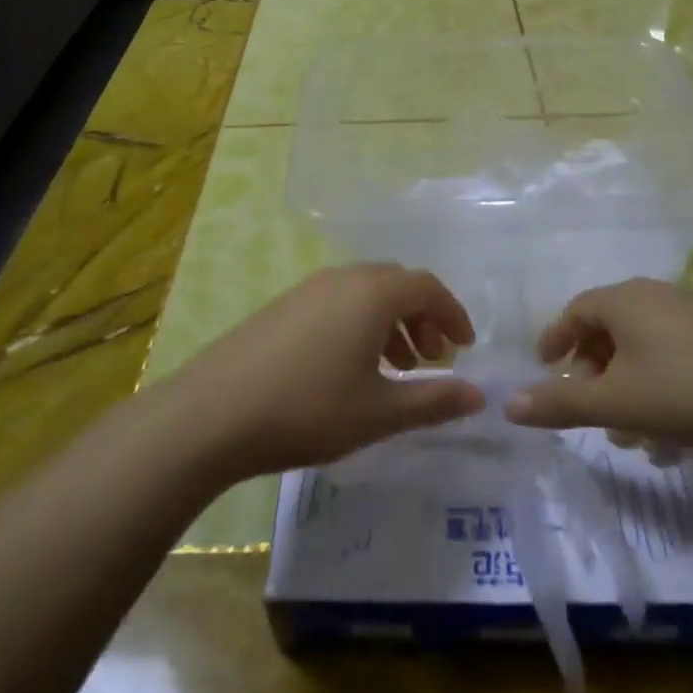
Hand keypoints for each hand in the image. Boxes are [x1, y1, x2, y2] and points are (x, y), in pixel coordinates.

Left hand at [167, 265, 483, 479]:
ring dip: (390, 323)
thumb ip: (434, 400)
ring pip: (364, 294)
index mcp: (371, 293)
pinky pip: (336, 303)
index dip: (452, 314)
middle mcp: (342, 278)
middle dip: (421, 318)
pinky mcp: (282, 306)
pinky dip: (359, 325)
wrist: (213, 413)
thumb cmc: (308, 409)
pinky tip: (349, 368)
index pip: (427, 286)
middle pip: (396, 284)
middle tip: (430, 361)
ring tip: (394, 369)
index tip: (464, 347)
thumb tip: (480, 395)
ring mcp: (307, 289)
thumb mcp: (379, 412)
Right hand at [503, 278, 692, 450]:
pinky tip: (674, 437)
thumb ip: (560, 403)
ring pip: (643, 350)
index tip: (545, 369)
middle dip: (594, 376)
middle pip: (609, 331)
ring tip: (632, 439)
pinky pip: (675, 358)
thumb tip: (507, 403)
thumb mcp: (618, 403)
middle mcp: (655, 297)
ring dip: (628, 391)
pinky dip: (661, 390)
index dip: (555, 340)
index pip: (574, 311)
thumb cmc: (692, 390)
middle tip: (590, 414)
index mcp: (624, 300)